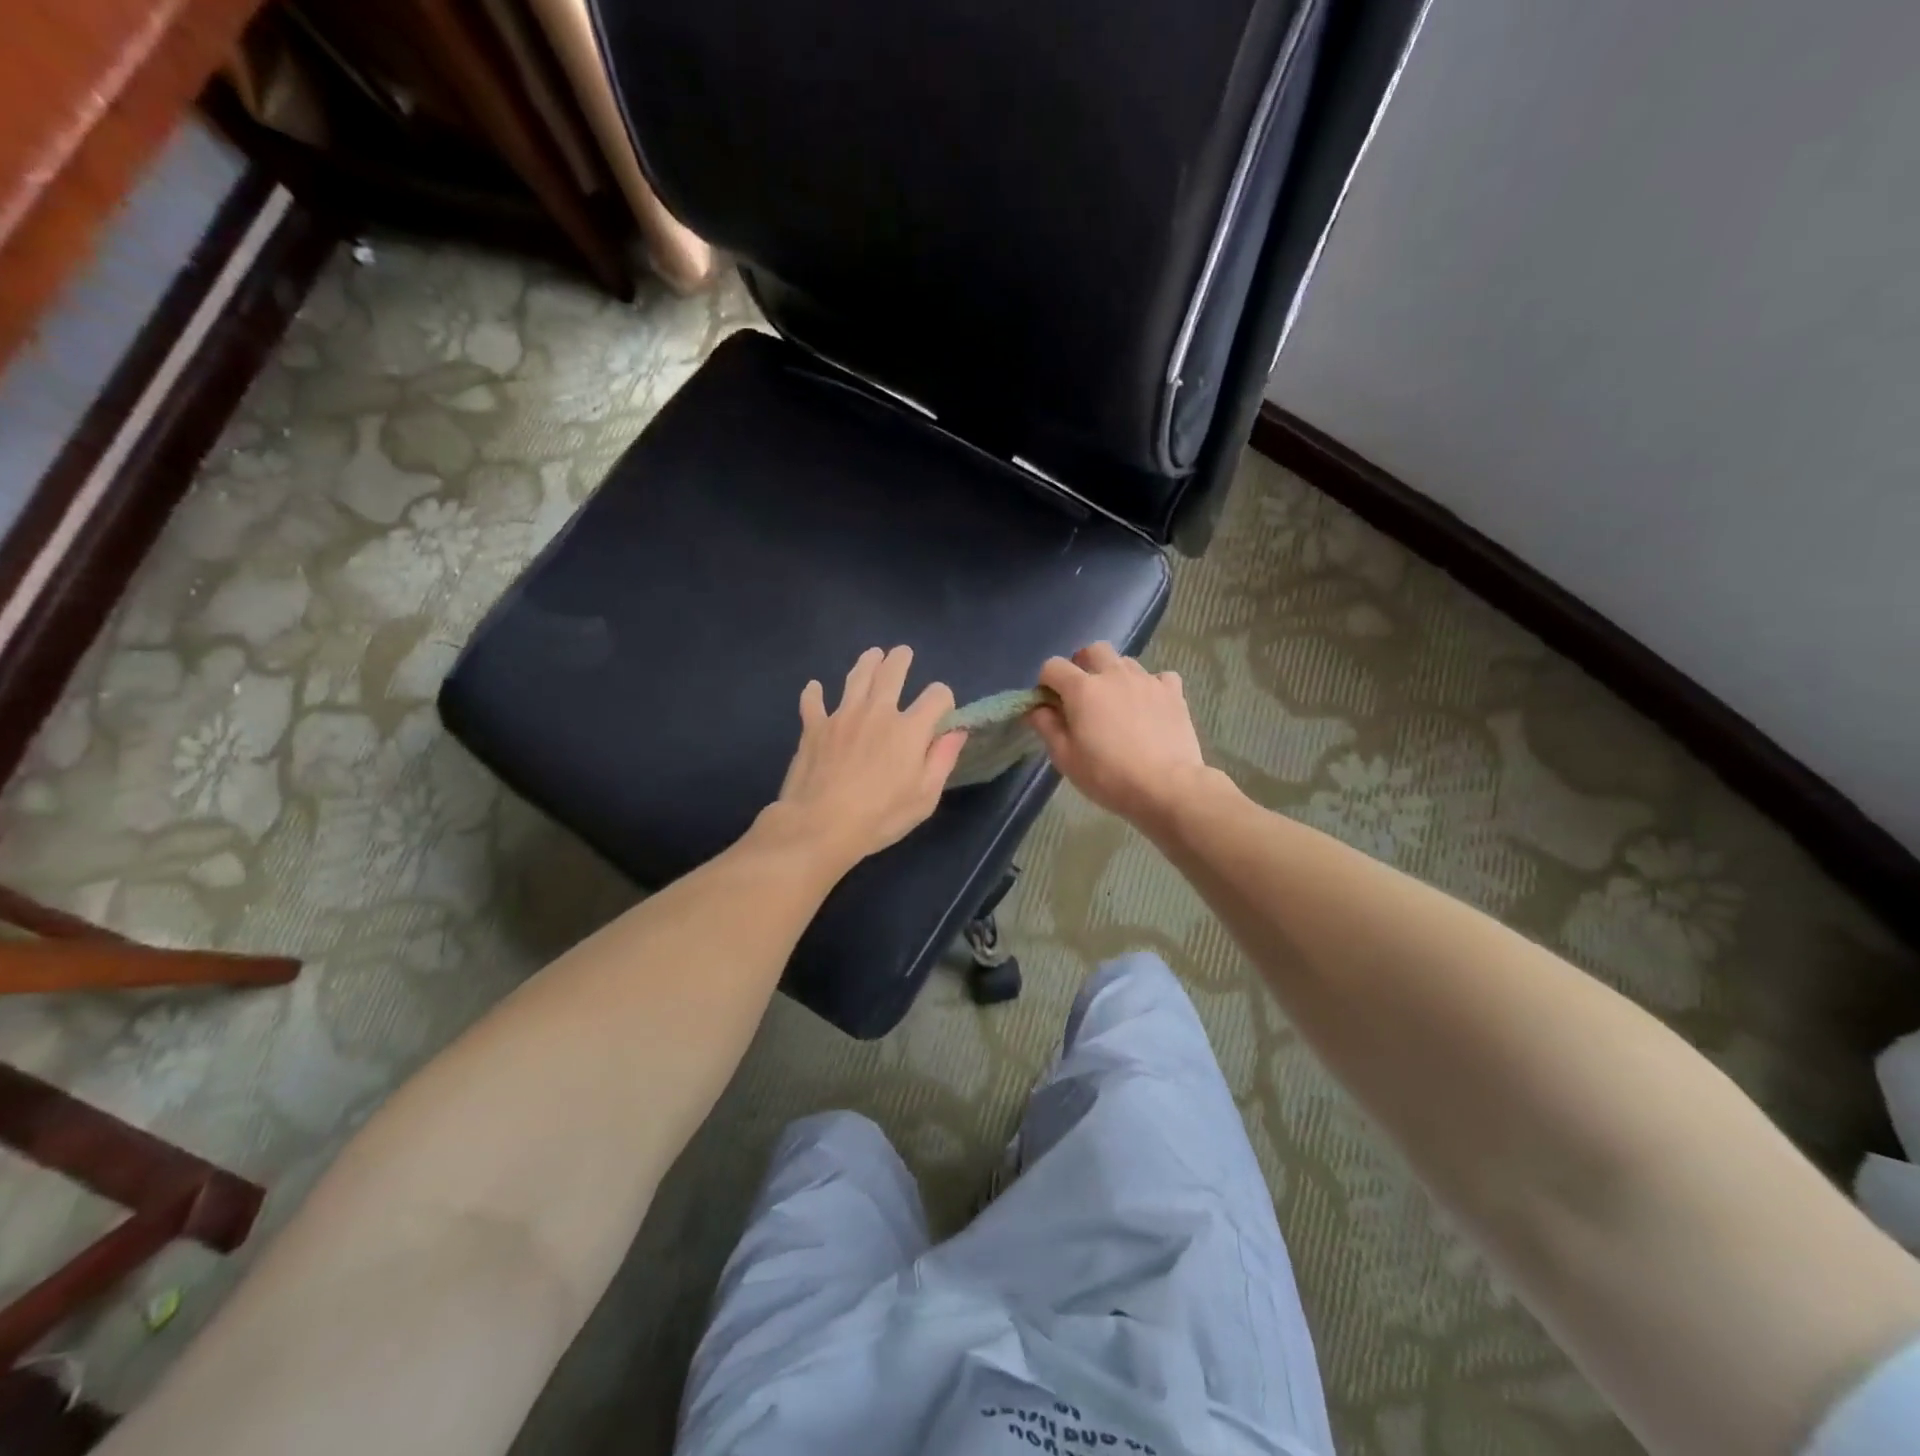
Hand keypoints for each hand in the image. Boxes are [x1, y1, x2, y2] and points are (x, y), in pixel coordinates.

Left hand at [764, 646, 965, 869]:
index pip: (936, 696)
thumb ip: (942, 759)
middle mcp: (877, 712)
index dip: (943, 698)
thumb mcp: (925, 796)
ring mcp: (842, 716)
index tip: (942, 709)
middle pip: (892, 673)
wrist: (820, 825)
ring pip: (856, 678)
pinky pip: (813, 702)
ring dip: (867, 663)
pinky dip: (814, 693)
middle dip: (901, 660)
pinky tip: (814, 688)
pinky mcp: (814, 727)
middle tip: (903, 652)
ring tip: (872, 654)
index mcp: (909, 729)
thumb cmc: (880, 816)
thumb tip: (957, 731)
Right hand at [1029, 643, 1208, 828]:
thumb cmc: (1107, 775)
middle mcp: (1113, 674)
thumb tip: (1036, 708)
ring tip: (1117, 702)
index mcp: (1082, 688)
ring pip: (1125, 662)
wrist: (1166, 786)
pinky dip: (1150, 686)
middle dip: (1083, 665)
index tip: (1050, 704)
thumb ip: (1046, 726)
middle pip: (1093, 650)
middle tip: (1083, 694)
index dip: (1046, 682)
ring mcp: (1146, 680)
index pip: (1053, 666)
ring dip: (1115, 675)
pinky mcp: (1173, 692)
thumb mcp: (1065, 758)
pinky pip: (1159, 677)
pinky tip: (1150, 706)